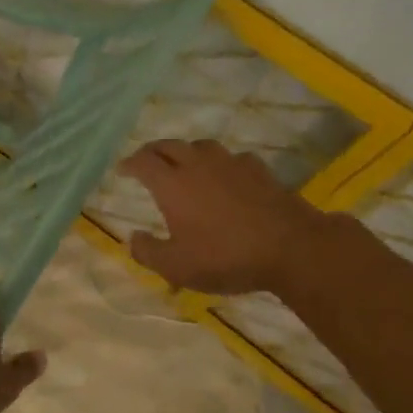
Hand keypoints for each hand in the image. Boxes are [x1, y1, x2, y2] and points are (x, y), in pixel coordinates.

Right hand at [119, 139, 336, 294]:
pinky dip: (221, 163)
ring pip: (201, 145)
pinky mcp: (258, 170)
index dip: (129, 163)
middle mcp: (197, 165)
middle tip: (146, 161)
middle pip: (169, 145)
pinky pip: (232, 158)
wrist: (290, 247)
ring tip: (184, 163)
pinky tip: (226, 175)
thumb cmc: (225, 257)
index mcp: (172, 184)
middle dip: (153, 151)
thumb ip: (148, 252)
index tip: (122, 169)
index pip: (143, 162)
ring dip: (186, 151)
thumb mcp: (177, 267)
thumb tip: (133, 238)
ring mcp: (230, 164)